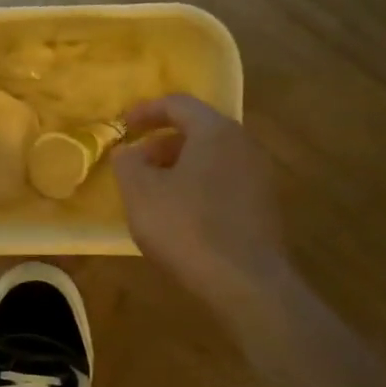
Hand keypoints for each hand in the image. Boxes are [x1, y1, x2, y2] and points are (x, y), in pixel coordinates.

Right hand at [114, 95, 288, 305]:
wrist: (244, 282)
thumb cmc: (185, 227)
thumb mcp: (140, 192)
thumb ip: (128, 162)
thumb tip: (128, 151)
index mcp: (215, 131)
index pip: (178, 104)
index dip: (145, 111)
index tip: (122, 126)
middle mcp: (243, 145)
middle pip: (198, 130)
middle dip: (161, 143)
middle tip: (135, 163)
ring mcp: (258, 176)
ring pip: (211, 158)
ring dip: (178, 167)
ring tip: (153, 192)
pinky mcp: (263, 206)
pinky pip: (223, 182)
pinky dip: (197, 186)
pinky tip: (179, 215)